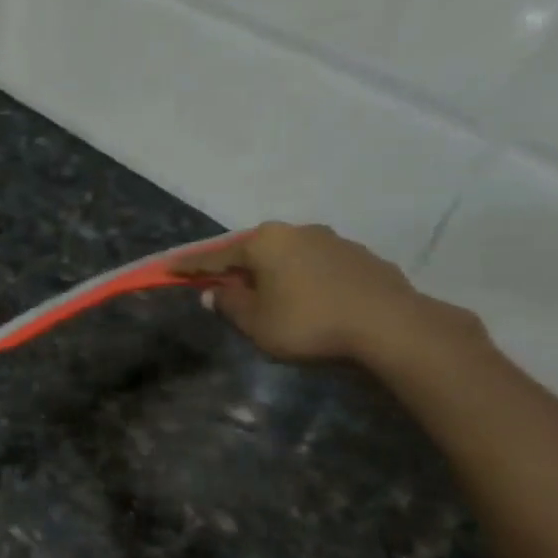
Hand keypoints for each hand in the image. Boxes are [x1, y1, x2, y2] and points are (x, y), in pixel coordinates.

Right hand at [177, 222, 458, 364]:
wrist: (388, 326)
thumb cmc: (308, 324)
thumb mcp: (256, 323)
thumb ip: (230, 305)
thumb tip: (214, 292)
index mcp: (265, 242)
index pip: (215, 256)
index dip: (190, 267)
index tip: (169, 269)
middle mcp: (297, 231)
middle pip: (254, 251)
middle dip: (236, 267)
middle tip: (222, 285)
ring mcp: (333, 241)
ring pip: (288, 256)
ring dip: (272, 273)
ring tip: (267, 296)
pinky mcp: (360, 257)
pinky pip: (316, 266)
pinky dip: (302, 279)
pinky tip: (306, 301)